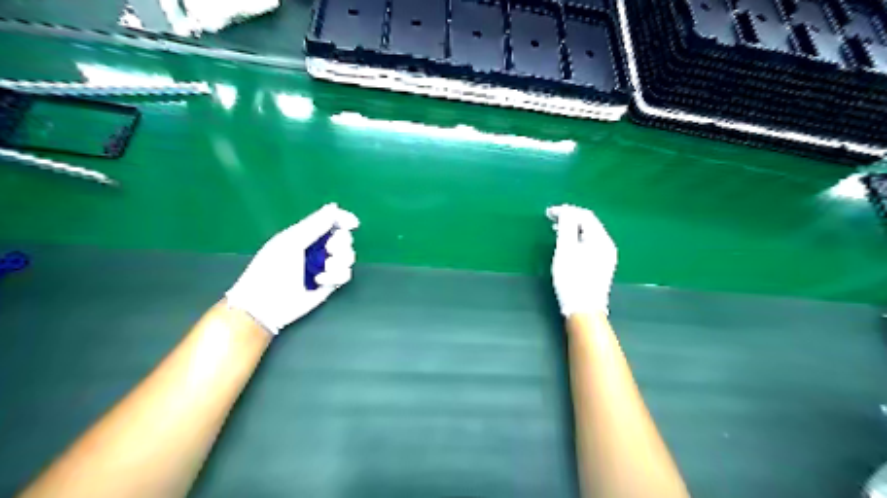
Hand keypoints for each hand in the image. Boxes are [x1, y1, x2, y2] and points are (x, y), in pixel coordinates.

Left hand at [225, 202, 358, 334]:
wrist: (266, 304)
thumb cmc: (272, 269)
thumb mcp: (291, 241)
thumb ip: (315, 224)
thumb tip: (334, 206)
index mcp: (306, 235)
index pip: (331, 221)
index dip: (343, 220)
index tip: (352, 224)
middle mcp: (318, 249)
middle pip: (344, 238)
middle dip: (340, 243)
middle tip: (329, 249)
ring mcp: (325, 267)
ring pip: (348, 256)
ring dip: (340, 261)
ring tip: (325, 268)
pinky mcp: (330, 283)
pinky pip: (346, 274)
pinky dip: (336, 276)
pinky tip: (320, 281)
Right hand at [549, 204, 618, 315]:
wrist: (584, 309)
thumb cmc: (572, 278)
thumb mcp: (565, 250)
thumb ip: (566, 226)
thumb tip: (566, 210)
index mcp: (600, 239)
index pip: (585, 216)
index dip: (566, 211)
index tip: (548, 213)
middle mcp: (607, 245)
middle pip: (589, 223)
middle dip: (570, 218)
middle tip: (551, 219)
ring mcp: (606, 256)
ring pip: (589, 234)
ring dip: (573, 228)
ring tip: (556, 230)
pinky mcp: (602, 265)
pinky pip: (590, 244)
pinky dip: (577, 239)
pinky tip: (567, 245)